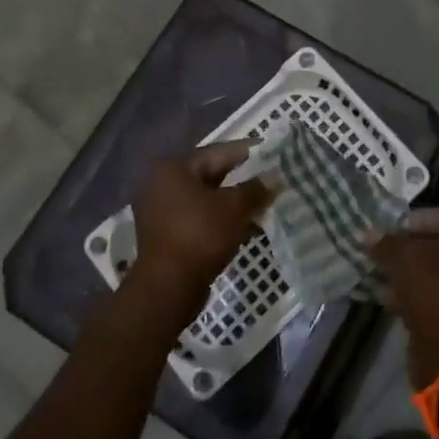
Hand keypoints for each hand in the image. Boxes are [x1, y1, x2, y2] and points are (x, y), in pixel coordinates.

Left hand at [128, 141, 271, 324]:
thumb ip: (256, 189)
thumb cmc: (200, 236)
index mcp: (173, 168)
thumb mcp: (234, 208)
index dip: (248, 151)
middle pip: (210, 174)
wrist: (168, 287)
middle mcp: (161, 184)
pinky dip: (221, 218)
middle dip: (242, 177)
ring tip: (264, 201)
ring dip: (233, 200)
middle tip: (270, 175)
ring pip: (206, 198)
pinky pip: (199, 217)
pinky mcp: (166, 234)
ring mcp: (161, 210)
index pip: (218, 152)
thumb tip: (277, 176)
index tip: (271, 150)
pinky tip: (247, 224)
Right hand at [369, 207, 438, 385]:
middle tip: (384, 251)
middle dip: (410, 249)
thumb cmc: (436, 293)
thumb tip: (368, 234)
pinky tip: (389, 298)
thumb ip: (387, 243)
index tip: (391, 228)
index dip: (417, 219)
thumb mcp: (406, 260)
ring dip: (410, 274)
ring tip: (380, 275)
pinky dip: (417, 296)